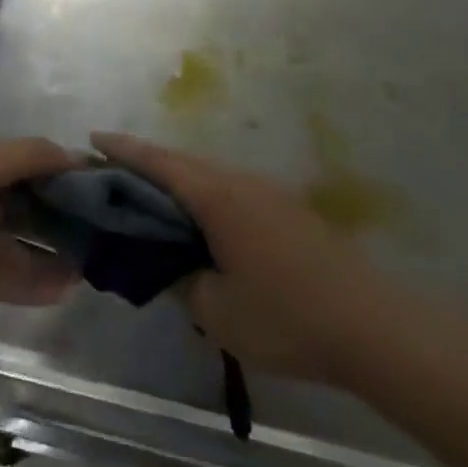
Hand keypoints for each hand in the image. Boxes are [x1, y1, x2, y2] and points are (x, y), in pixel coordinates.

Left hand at [0, 136, 82, 332]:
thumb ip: (25, 157)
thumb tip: (74, 153)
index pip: (22, 162)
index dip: (59, 174)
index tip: (101, 191)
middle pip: (18, 204)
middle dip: (57, 218)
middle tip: (102, 237)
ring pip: (8, 243)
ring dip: (45, 255)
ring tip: (88, 271)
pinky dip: (23, 281)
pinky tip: (59, 290)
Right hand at [92, 132, 394, 383]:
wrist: (376, 328)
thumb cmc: (287, 316)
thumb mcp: (217, 310)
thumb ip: (181, 280)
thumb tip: (169, 264)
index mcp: (218, 197)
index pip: (159, 163)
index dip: (123, 149)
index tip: (92, 138)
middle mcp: (241, 182)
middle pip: (182, 162)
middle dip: (144, 162)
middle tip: (110, 171)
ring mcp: (269, 194)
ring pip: (209, 175)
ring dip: (176, 179)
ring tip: (148, 196)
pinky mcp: (288, 211)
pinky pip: (230, 190)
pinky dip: (202, 195)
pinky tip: (198, 220)